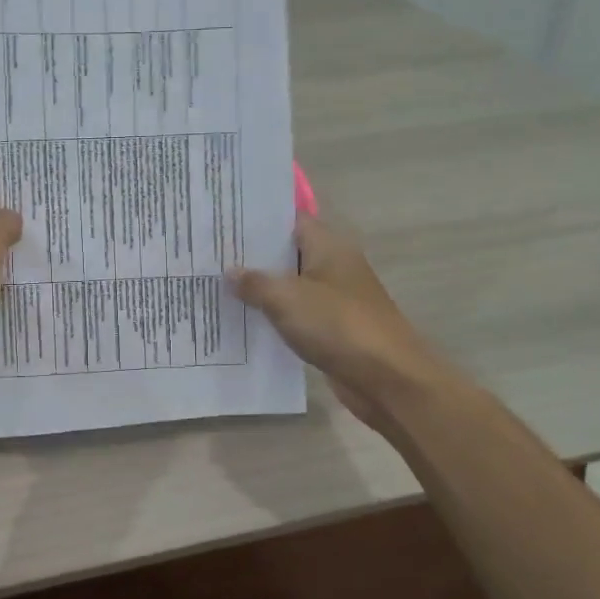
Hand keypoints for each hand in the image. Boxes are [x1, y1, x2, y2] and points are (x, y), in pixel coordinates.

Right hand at [230, 215, 450, 435]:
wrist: (388, 378)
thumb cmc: (338, 325)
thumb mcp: (287, 298)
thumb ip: (255, 282)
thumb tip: (230, 272)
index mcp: (329, 247)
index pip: (290, 220)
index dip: (258, 221)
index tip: (224, 222)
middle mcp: (334, 267)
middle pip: (288, 254)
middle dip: (253, 256)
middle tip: (212, 255)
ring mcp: (335, 300)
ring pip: (291, 287)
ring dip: (262, 290)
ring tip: (218, 286)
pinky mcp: (333, 330)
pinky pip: (297, 316)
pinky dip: (275, 317)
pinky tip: (244, 321)